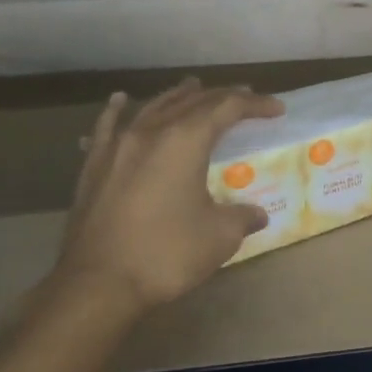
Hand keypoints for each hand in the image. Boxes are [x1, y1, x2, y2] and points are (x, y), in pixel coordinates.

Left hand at [47, 78, 285, 318]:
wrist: (98, 284)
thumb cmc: (166, 254)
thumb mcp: (220, 236)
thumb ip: (242, 217)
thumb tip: (256, 214)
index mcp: (185, 141)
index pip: (227, 108)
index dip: (255, 105)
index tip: (276, 109)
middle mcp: (150, 132)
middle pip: (191, 102)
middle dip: (221, 97)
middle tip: (245, 97)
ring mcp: (117, 147)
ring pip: (152, 108)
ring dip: (178, 96)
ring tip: (193, 87)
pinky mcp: (94, 167)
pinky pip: (108, 127)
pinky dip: (119, 110)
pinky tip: (121, 102)